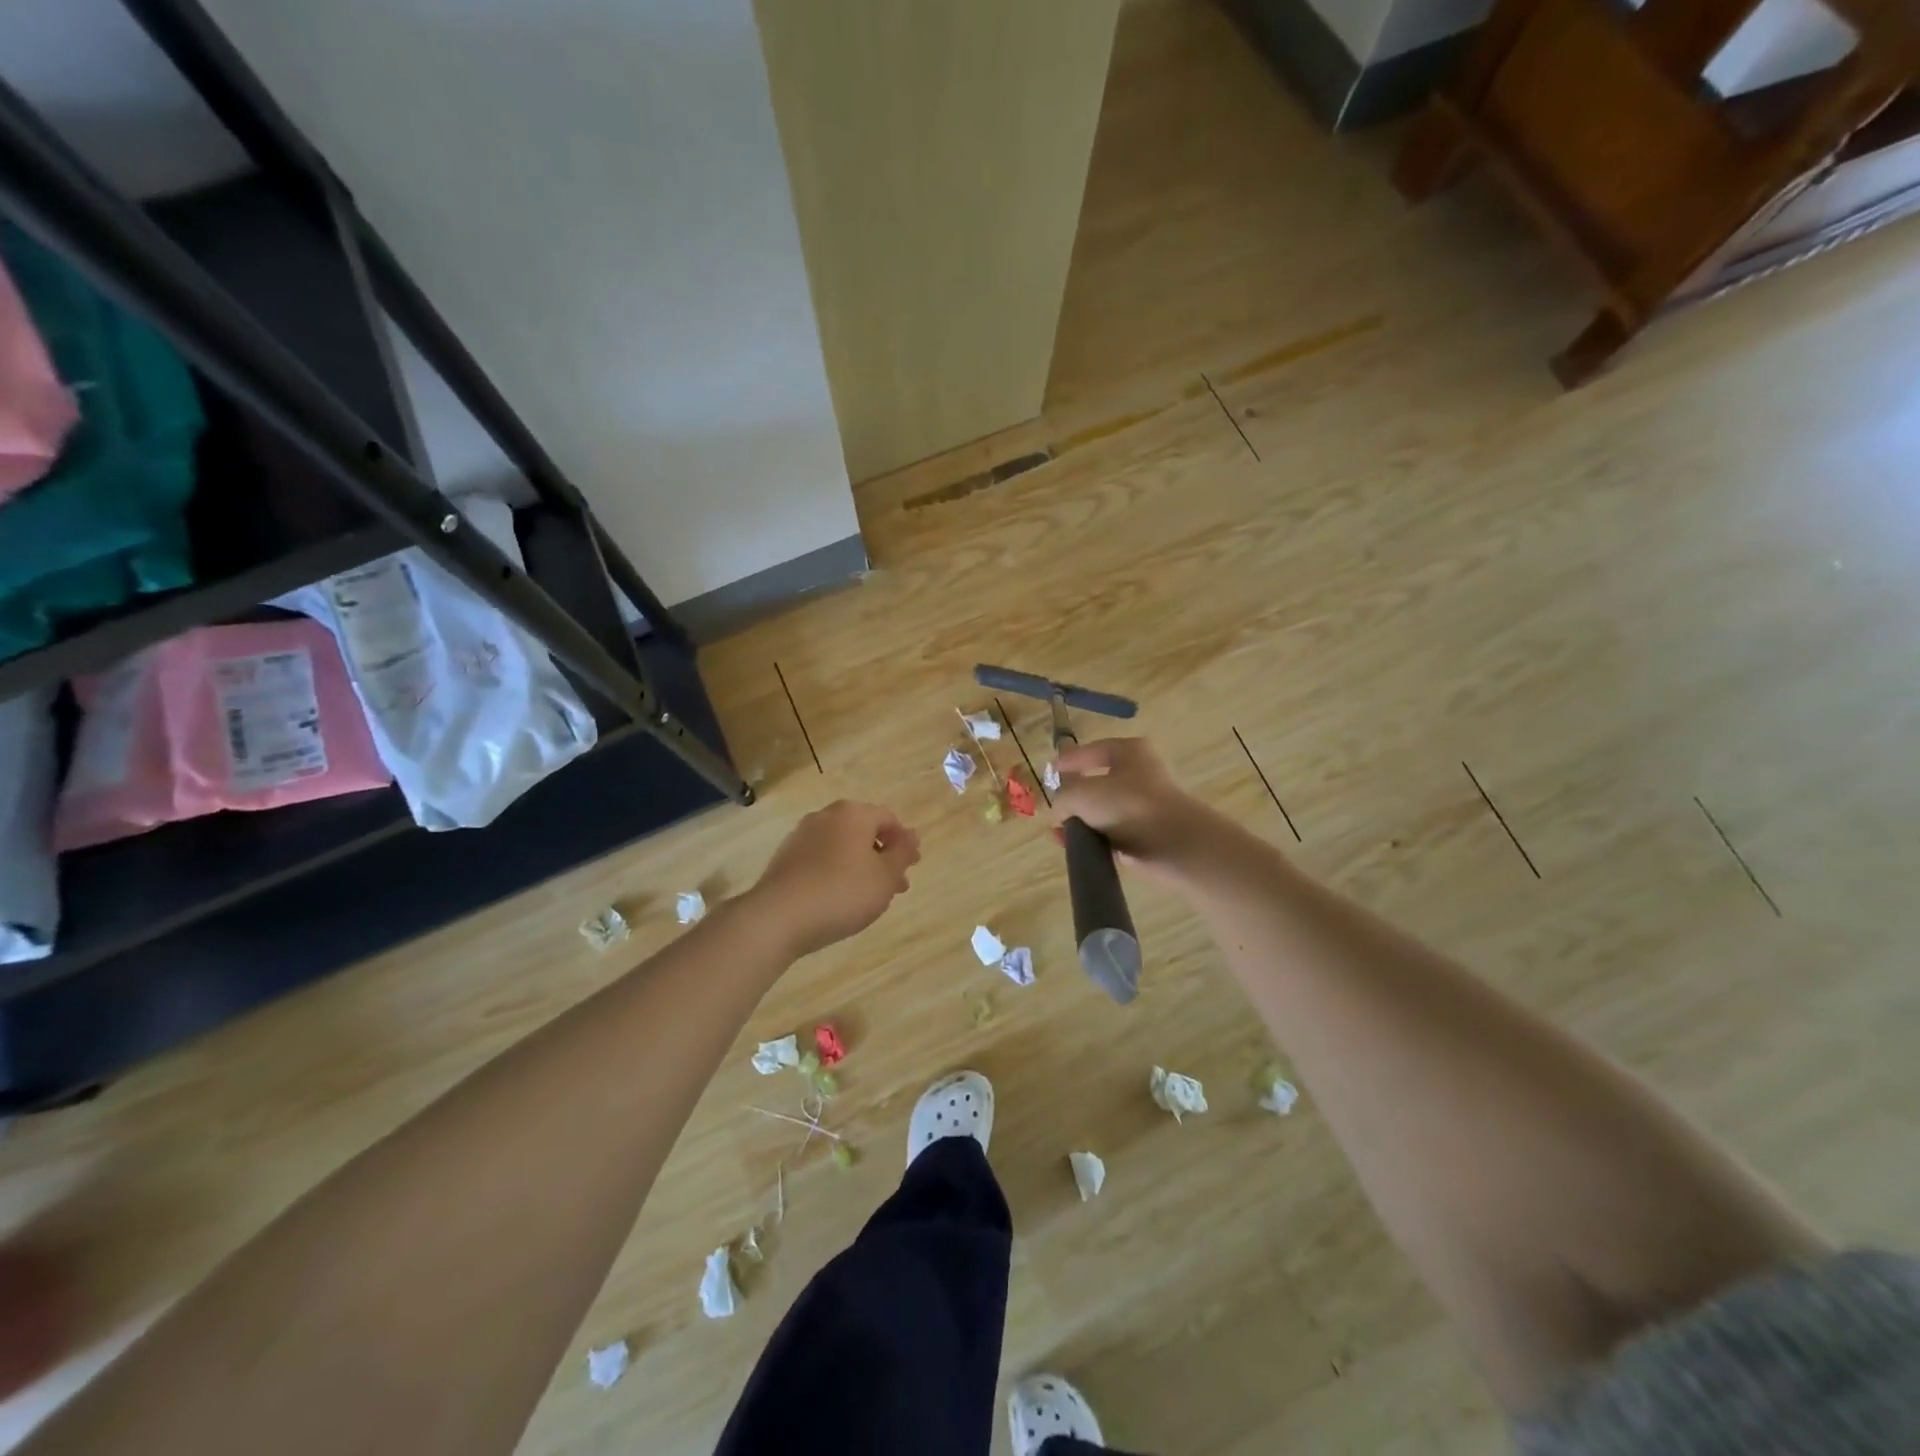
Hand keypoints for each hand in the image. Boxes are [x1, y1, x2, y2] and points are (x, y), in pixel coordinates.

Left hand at [748, 800, 920, 957]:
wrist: (778, 917)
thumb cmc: (842, 892)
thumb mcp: (885, 876)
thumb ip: (903, 854)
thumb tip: (912, 835)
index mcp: (853, 813)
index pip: (888, 818)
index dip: (904, 842)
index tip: (912, 867)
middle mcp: (825, 816)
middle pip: (864, 831)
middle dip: (883, 857)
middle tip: (896, 886)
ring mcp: (801, 836)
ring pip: (842, 847)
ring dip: (861, 867)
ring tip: (870, 897)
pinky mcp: (785, 858)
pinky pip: (821, 859)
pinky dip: (837, 873)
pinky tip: (840, 899)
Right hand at [1050, 738, 1228, 879]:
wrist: (1171, 845)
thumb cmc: (1126, 805)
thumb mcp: (1080, 794)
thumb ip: (1061, 800)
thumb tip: (1058, 814)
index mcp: (1129, 752)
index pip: (1091, 750)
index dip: (1068, 760)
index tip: (1049, 772)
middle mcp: (1139, 774)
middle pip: (1096, 783)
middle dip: (1072, 798)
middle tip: (1054, 809)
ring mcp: (1144, 805)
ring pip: (1102, 811)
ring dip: (1081, 822)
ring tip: (1061, 835)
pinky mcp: (1146, 834)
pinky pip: (1112, 834)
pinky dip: (1095, 840)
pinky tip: (1078, 848)